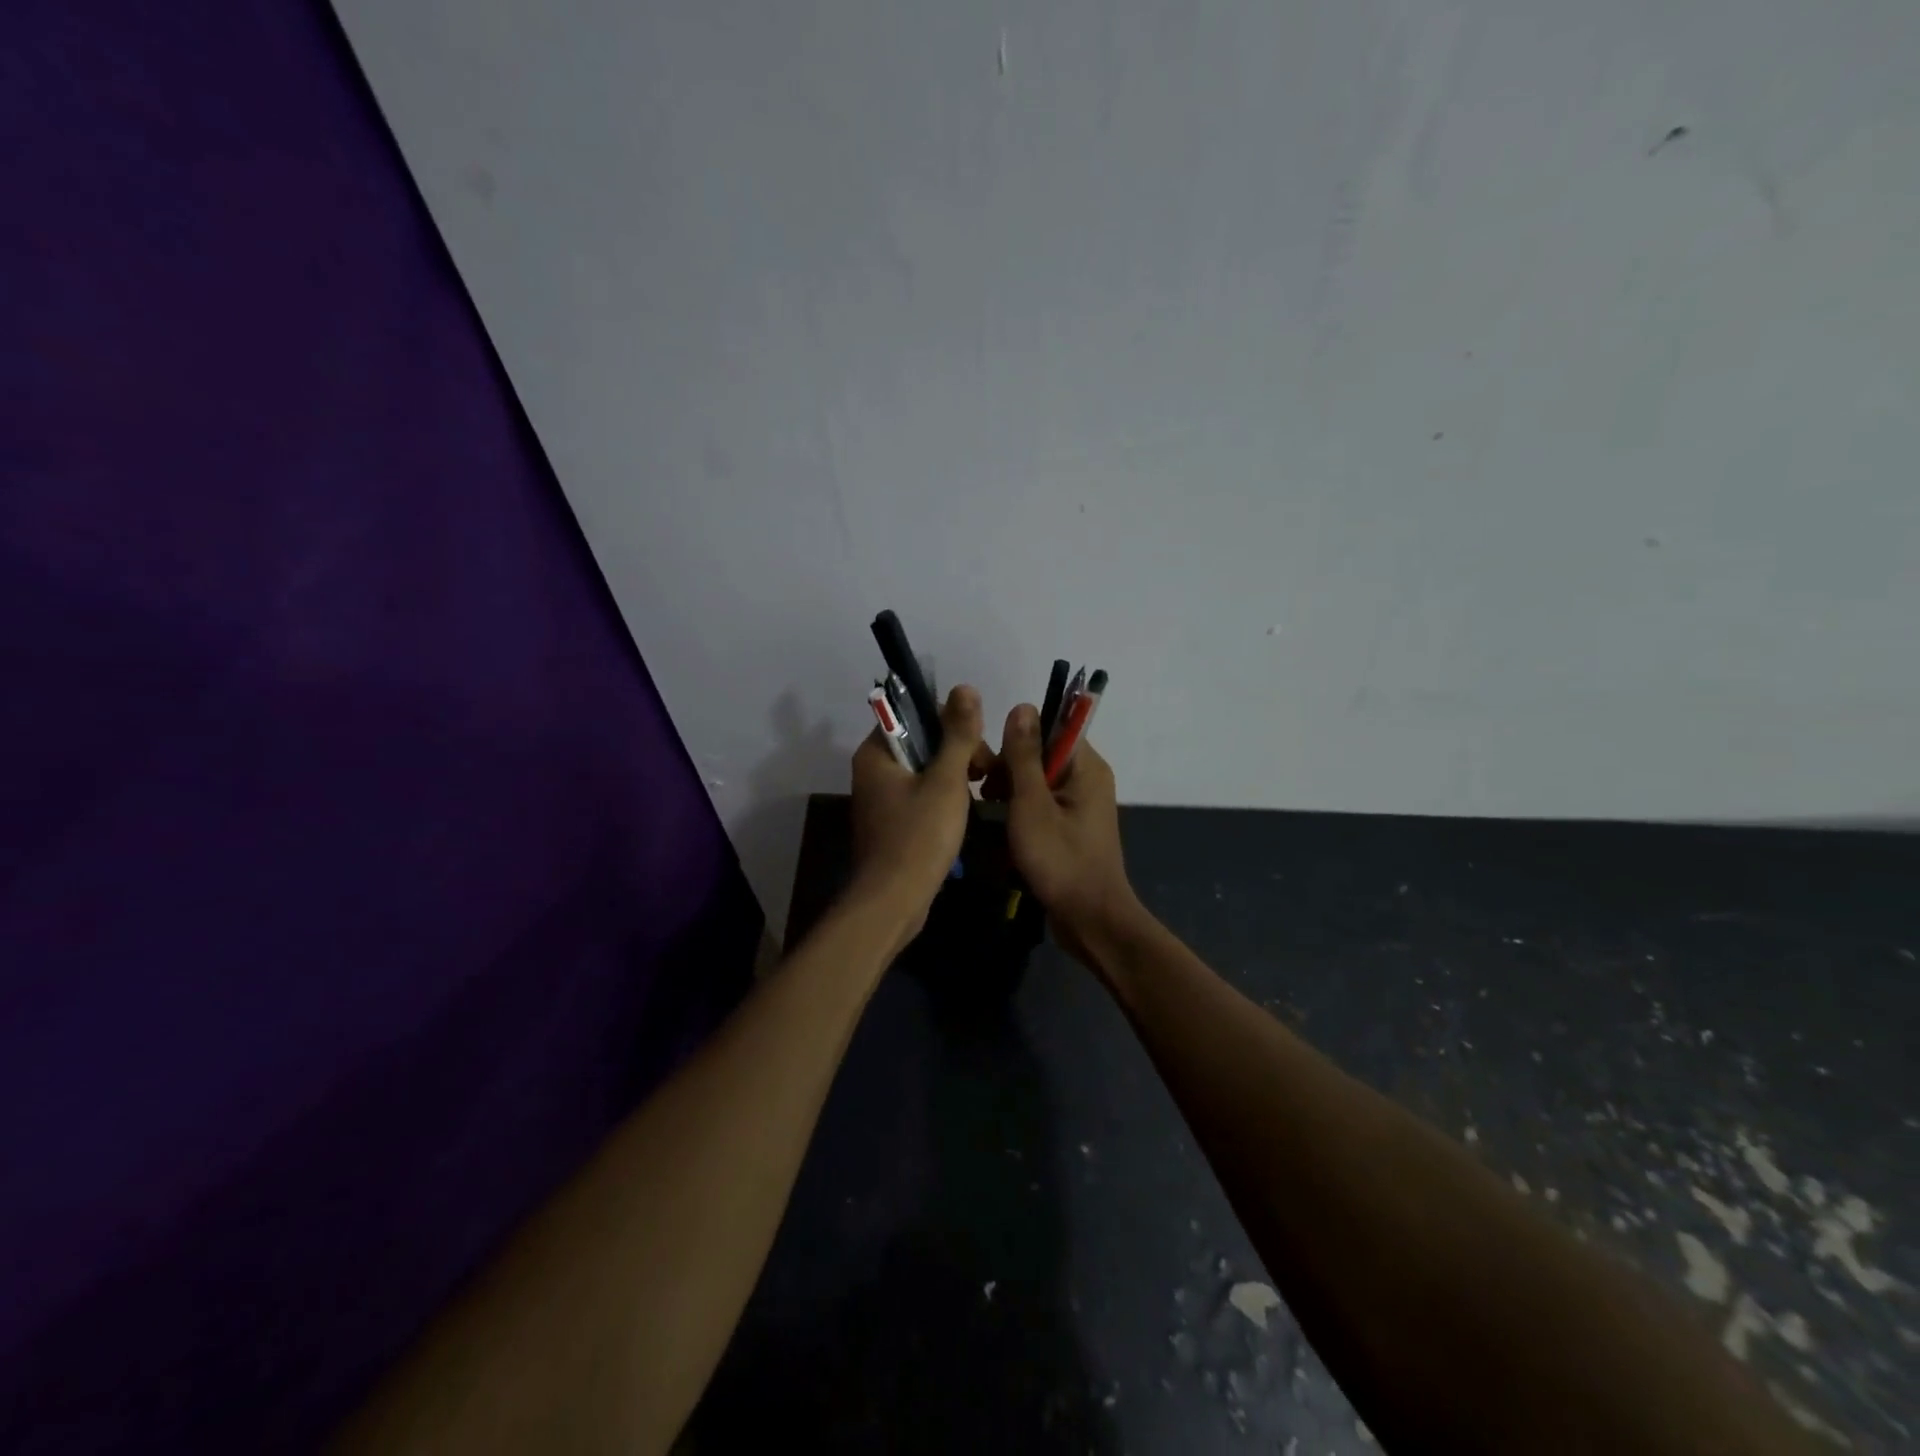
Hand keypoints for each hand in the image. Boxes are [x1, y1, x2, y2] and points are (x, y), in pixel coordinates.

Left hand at [849, 685, 989, 950]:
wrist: (894, 902)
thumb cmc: (919, 836)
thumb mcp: (946, 780)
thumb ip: (958, 734)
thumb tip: (965, 688)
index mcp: (876, 753)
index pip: (913, 715)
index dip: (949, 722)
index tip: (976, 744)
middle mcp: (873, 771)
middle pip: (922, 742)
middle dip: (958, 752)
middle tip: (985, 774)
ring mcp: (881, 799)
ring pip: (925, 770)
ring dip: (955, 776)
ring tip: (981, 794)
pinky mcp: (892, 823)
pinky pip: (921, 795)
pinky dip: (944, 798)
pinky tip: (965, 813)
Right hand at [997, 704, 1139, 958]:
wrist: (1090, 920)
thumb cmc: (1060, 860)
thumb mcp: (1032, 804)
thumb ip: (1024, 756)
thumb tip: (1022, 706)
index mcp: (1086, 767)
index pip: (1051, 729)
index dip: (1017, 739)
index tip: (989, 761)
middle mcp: (1088, 780)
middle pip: (1043, 755)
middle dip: (1009, 769)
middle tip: (984, 792)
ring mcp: (1081, 806)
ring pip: (1038, 782)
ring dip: (1011, 793)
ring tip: (988, 811)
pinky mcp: (1072, 829)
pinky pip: (1042, 806)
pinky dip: (1021, 813)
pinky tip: (1001, 830)